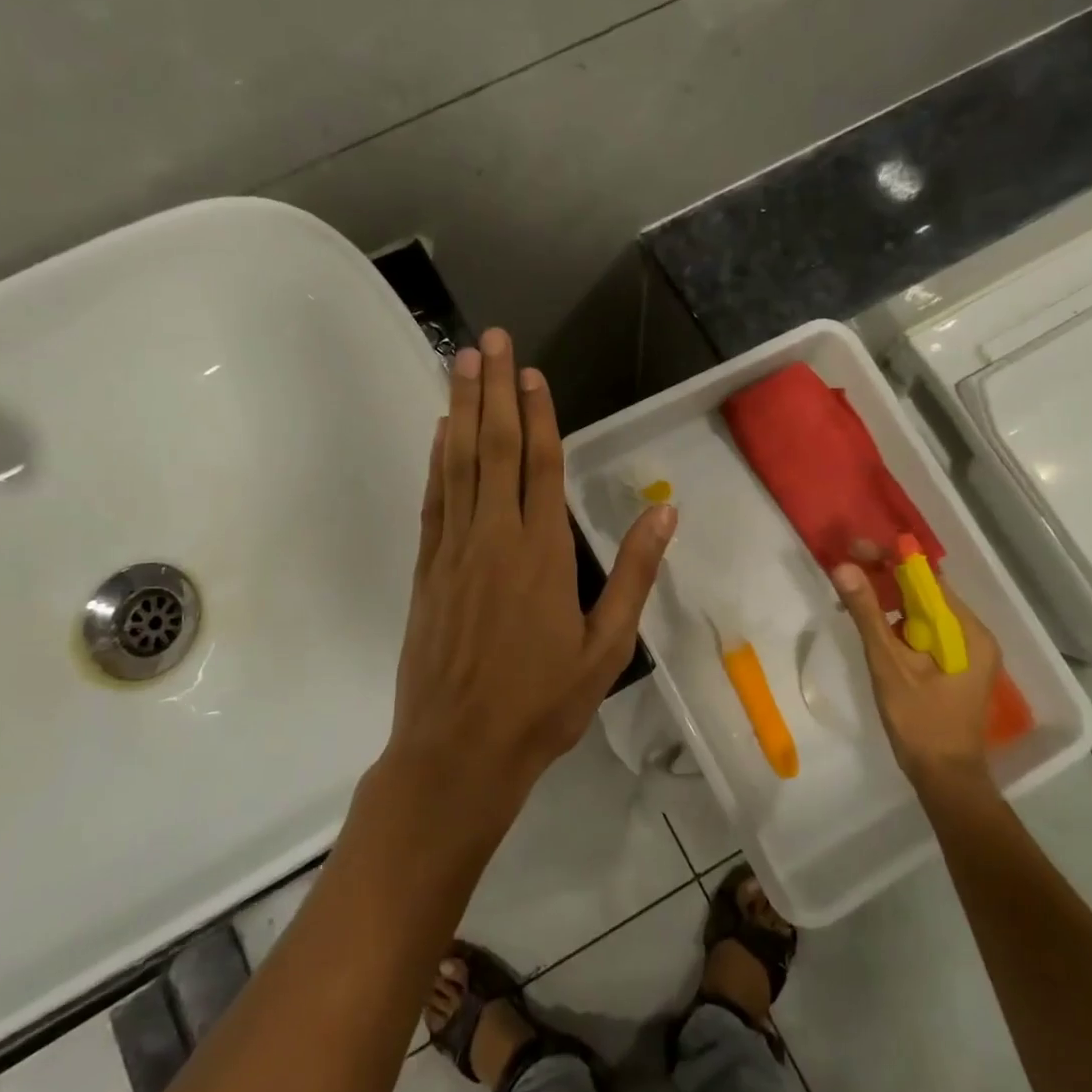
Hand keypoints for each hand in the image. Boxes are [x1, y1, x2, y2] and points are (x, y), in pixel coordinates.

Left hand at [386, 328, 676, 835]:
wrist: (458, 752)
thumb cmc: (542, 704)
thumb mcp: (606, 647)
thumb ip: (635, 573)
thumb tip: (664, 509)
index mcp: (544, 554)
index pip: (541, 465)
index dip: (537, 415)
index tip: (531, 373)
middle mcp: (495, 538)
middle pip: (493, 448)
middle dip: (492, 389)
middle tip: (491, 339)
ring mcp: (454, 550)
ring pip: (458, 463)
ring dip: (459, 408)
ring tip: (460, 361)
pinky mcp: (427, 568)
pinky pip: (434, 500)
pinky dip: (436, 460)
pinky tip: (438, 432)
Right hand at [831, 563, 1001, 792]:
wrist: (946, 779)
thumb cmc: (920, 724)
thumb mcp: (889, 666)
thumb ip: (868, 614)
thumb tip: (844, 567)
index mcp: (967, 632)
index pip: (928, 579)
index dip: (891, 559)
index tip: (855, 549)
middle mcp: (973, 635)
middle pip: (926, 592)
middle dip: (886, 577)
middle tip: (846, 569)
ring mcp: (966, 651)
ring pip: (923, 611)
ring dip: (889, 600)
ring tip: (852, 595)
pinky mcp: (954, 665)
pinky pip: (924, 630)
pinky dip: (898, 622)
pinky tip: (872, 624)